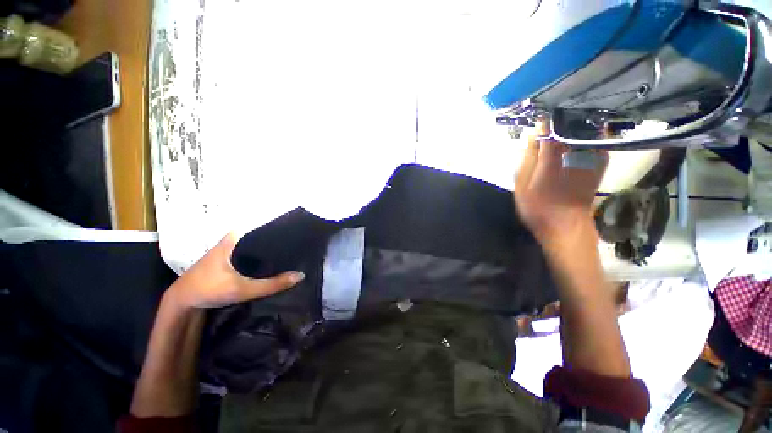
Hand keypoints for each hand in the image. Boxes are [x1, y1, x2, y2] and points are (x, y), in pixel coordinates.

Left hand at [166, 233, 304, 309]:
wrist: (182, 302)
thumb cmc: (209, 289)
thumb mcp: (242, 289)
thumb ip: (272, 284)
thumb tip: (301, 275)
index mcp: (237, 237)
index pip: (267, 228)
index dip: (284, 232)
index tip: (301, 237)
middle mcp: (235, 238)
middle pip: (264, 237)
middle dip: (281, 243)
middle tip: (300, 248)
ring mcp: (232, 248)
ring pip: (258, 246)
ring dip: (272, 251)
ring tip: (293, 254)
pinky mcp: (231, 258)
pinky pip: (253, 254)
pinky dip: (264, 258)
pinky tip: (275, 264)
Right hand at [514, 130, 607, 243]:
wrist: (566, 224)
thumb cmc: (538, 206)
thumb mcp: (522, 184)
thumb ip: (527, 158)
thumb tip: (532, 135)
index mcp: (554, 155)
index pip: (551, 125)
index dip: (544, 120)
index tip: (537, 120)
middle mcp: (576, 150)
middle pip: (570, 122)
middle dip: (559, 120)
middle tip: (548, 124)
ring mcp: (592, 155)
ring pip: (585, 128)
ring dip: (572, 125)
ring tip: (561, 128)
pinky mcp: (600, 162)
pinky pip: (595, 139)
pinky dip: (585, 135)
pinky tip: (575, 139)